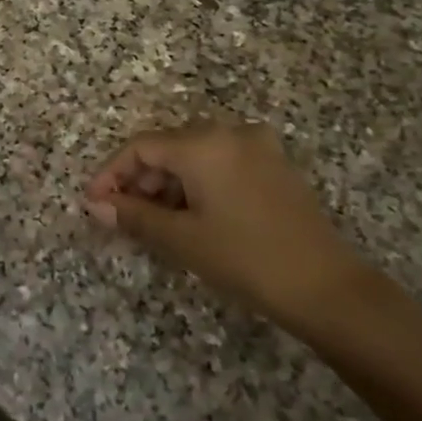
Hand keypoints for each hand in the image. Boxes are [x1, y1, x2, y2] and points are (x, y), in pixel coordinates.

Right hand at [86, 121, 372, 333]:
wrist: (327, 288)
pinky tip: (192, 214)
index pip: (141, 147)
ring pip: (195, 154)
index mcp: (204, 143)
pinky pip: (221, 161)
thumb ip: (134, 215)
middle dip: (140, 179)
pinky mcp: (274, 164)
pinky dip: (198, 182)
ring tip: (155, 220)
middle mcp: (230, 132)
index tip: (94, 202)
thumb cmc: (246, 259)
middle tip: (123, 215)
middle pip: (168, 146)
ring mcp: (257, 146)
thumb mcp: (182, 239)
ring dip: (168, 182)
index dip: (111, 173)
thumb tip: (95, 204)